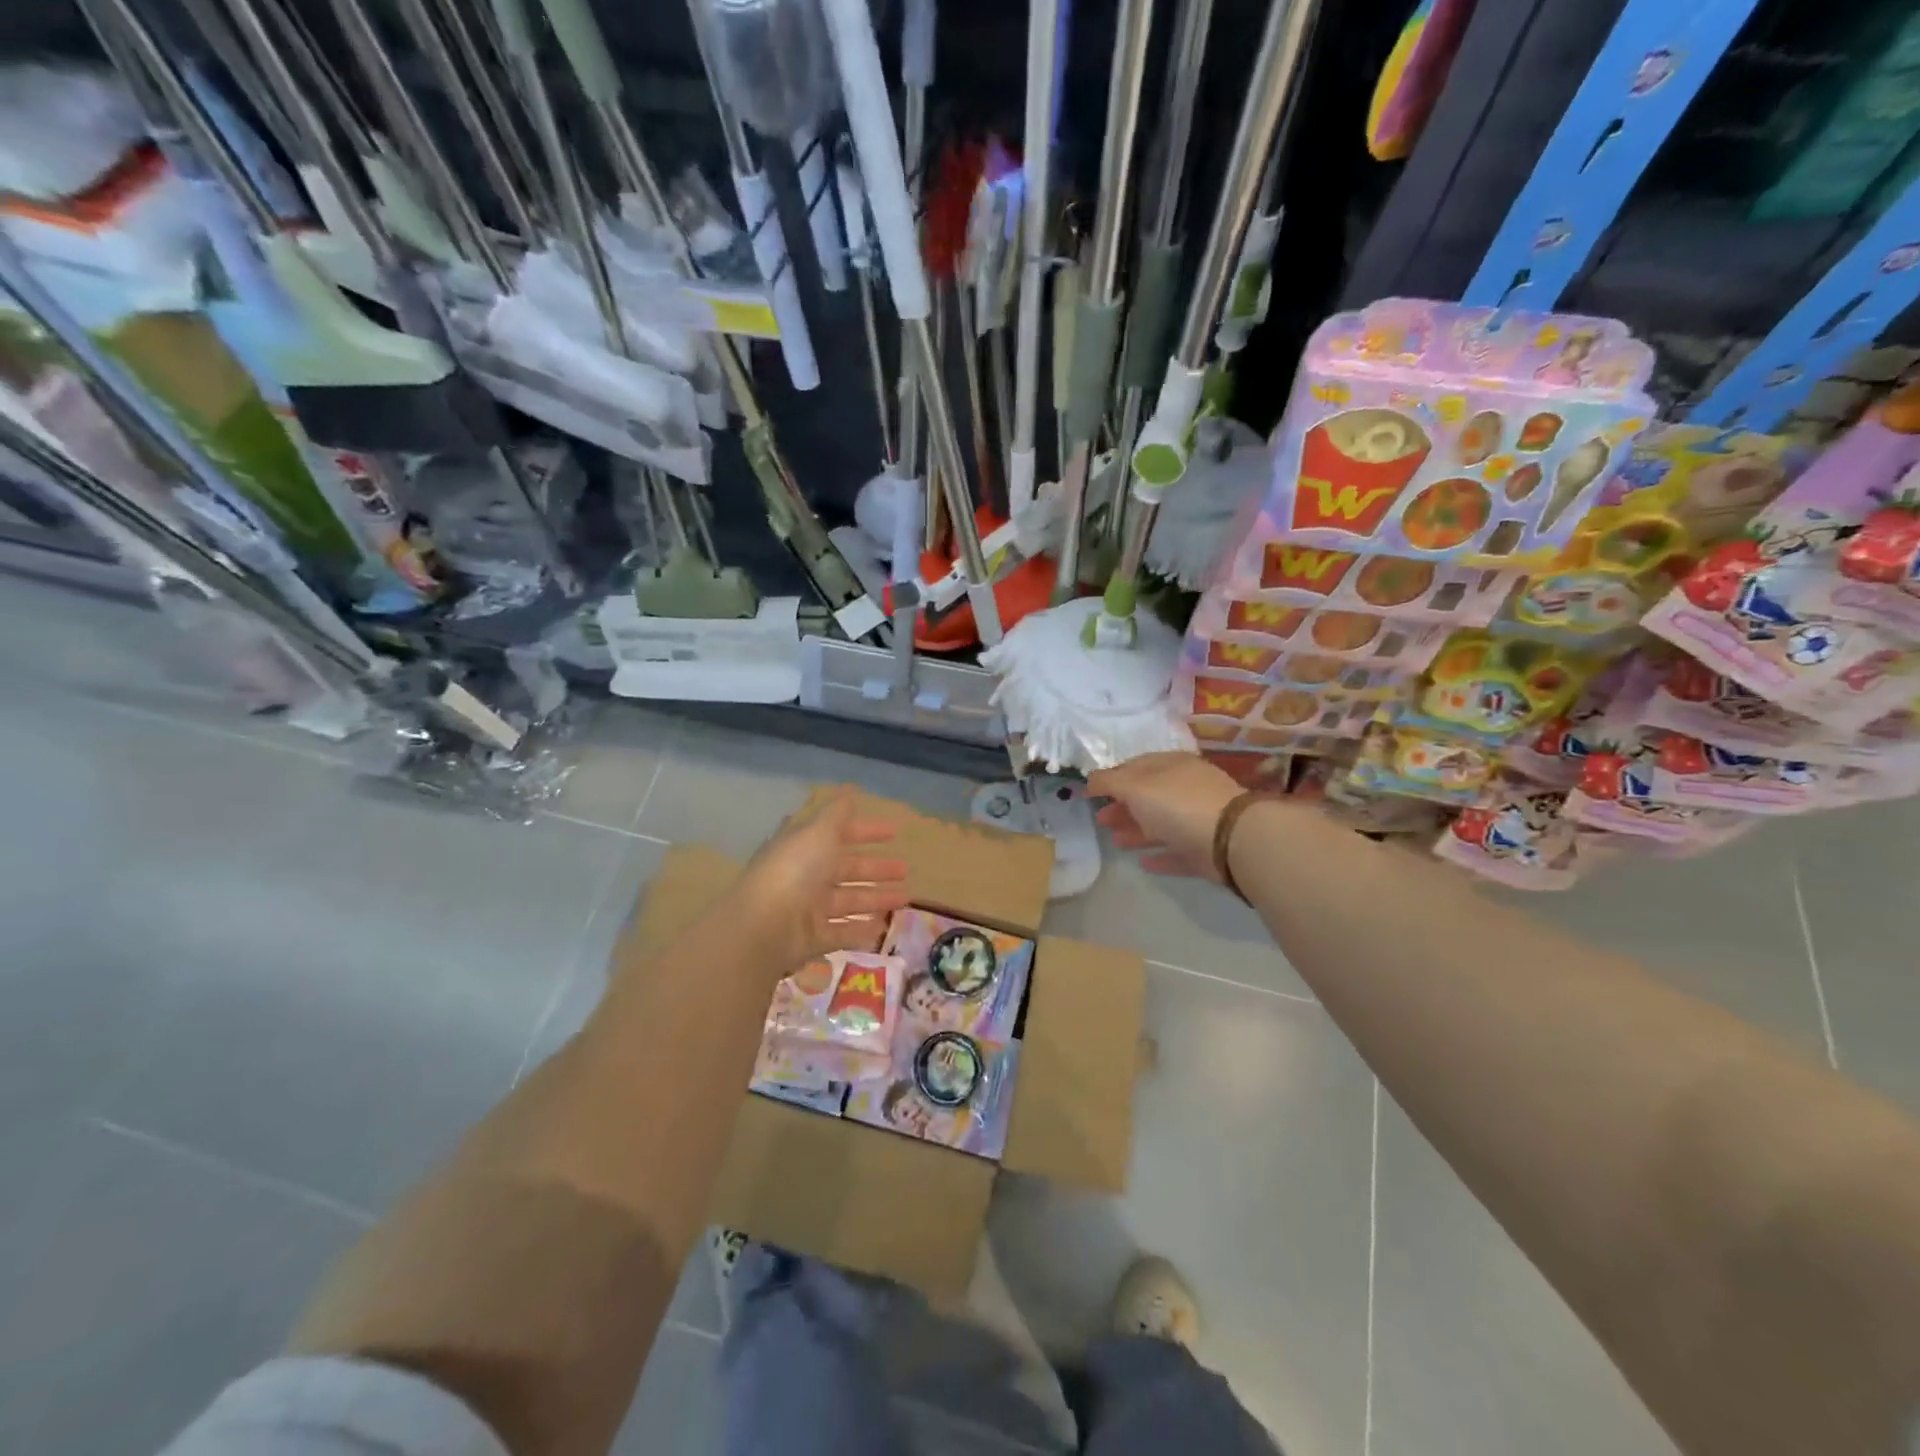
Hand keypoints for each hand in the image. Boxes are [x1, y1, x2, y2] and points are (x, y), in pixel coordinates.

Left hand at [738, 788, 911, 969]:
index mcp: (806, 846)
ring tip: (906, 898)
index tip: (895, 832)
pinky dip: (862, 929)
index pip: (840, 833)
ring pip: (850, 900)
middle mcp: (808, 875)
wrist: (765, 926)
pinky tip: (884, 926)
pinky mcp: (815, 937)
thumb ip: (837, 812)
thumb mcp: (819, 831)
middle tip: (905, 869)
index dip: (866, 831)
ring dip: (877, 898)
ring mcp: (810, 908)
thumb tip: (850, 787)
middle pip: (848, 869)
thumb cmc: (795, 870)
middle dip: (877, 868)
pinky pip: (844, 931)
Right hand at [1087, 752, 1243, 880]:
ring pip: (1161, 823)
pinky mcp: (1206, 850)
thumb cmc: (1178, 804)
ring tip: (1115, 842)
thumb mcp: (1135, 787)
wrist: (1231, 839)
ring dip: (1137, 831)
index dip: (1111, 778)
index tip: (1091, 793)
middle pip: (1147, 796)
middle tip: (1100, 821)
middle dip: (1122, 807)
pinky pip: (1178, 851)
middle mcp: (1186, 789)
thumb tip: (1090, 779)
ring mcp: (1199, 820)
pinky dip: (1160, 855)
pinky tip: (1143, 863)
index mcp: (1171, 766)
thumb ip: (1109, 782)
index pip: (1136, 767)